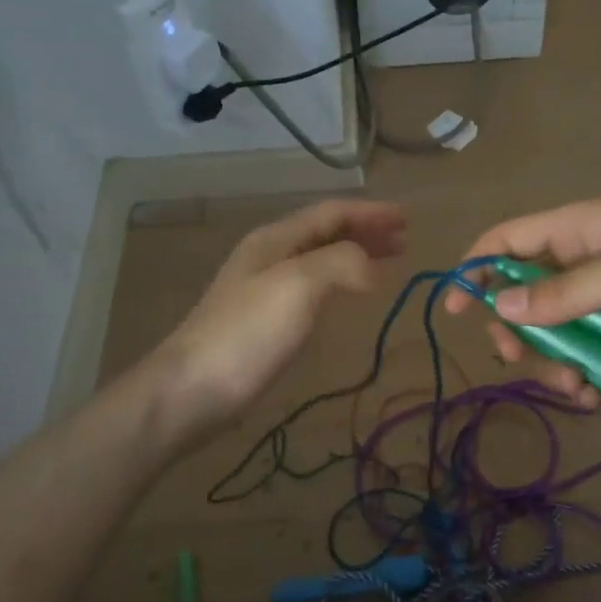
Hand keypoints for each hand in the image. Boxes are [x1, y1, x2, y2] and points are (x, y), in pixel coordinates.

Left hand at [147, 198, 406, 443]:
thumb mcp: (298, 284)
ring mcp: (264, 289)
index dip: (370, 212)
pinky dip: (340, 283)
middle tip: (404, 241)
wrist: (193, 389)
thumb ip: (340, 263)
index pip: (331, 213)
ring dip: (355, 256)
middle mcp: (270, 256)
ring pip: (320, 260)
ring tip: (387, 264)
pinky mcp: (265, 321)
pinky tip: (349, 297)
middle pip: (325, 233)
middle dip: (365, 232)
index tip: (407, 218)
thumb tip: (371, 266)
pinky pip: (313, 288)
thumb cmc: (248, 332)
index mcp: (276, 239)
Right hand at [446, 201, 600, 402]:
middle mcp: (582, 266)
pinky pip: (586, 361)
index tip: (453, 309)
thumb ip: (565, 292)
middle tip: (517, 358)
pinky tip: (593, 397)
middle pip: (521, 297)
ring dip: (551, 363)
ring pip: (551, 336)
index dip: (475, 269)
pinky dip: (582, 380)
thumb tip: (499, 306)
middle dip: (514, 330)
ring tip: (576, 384)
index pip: (508, 240)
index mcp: (578, 231)